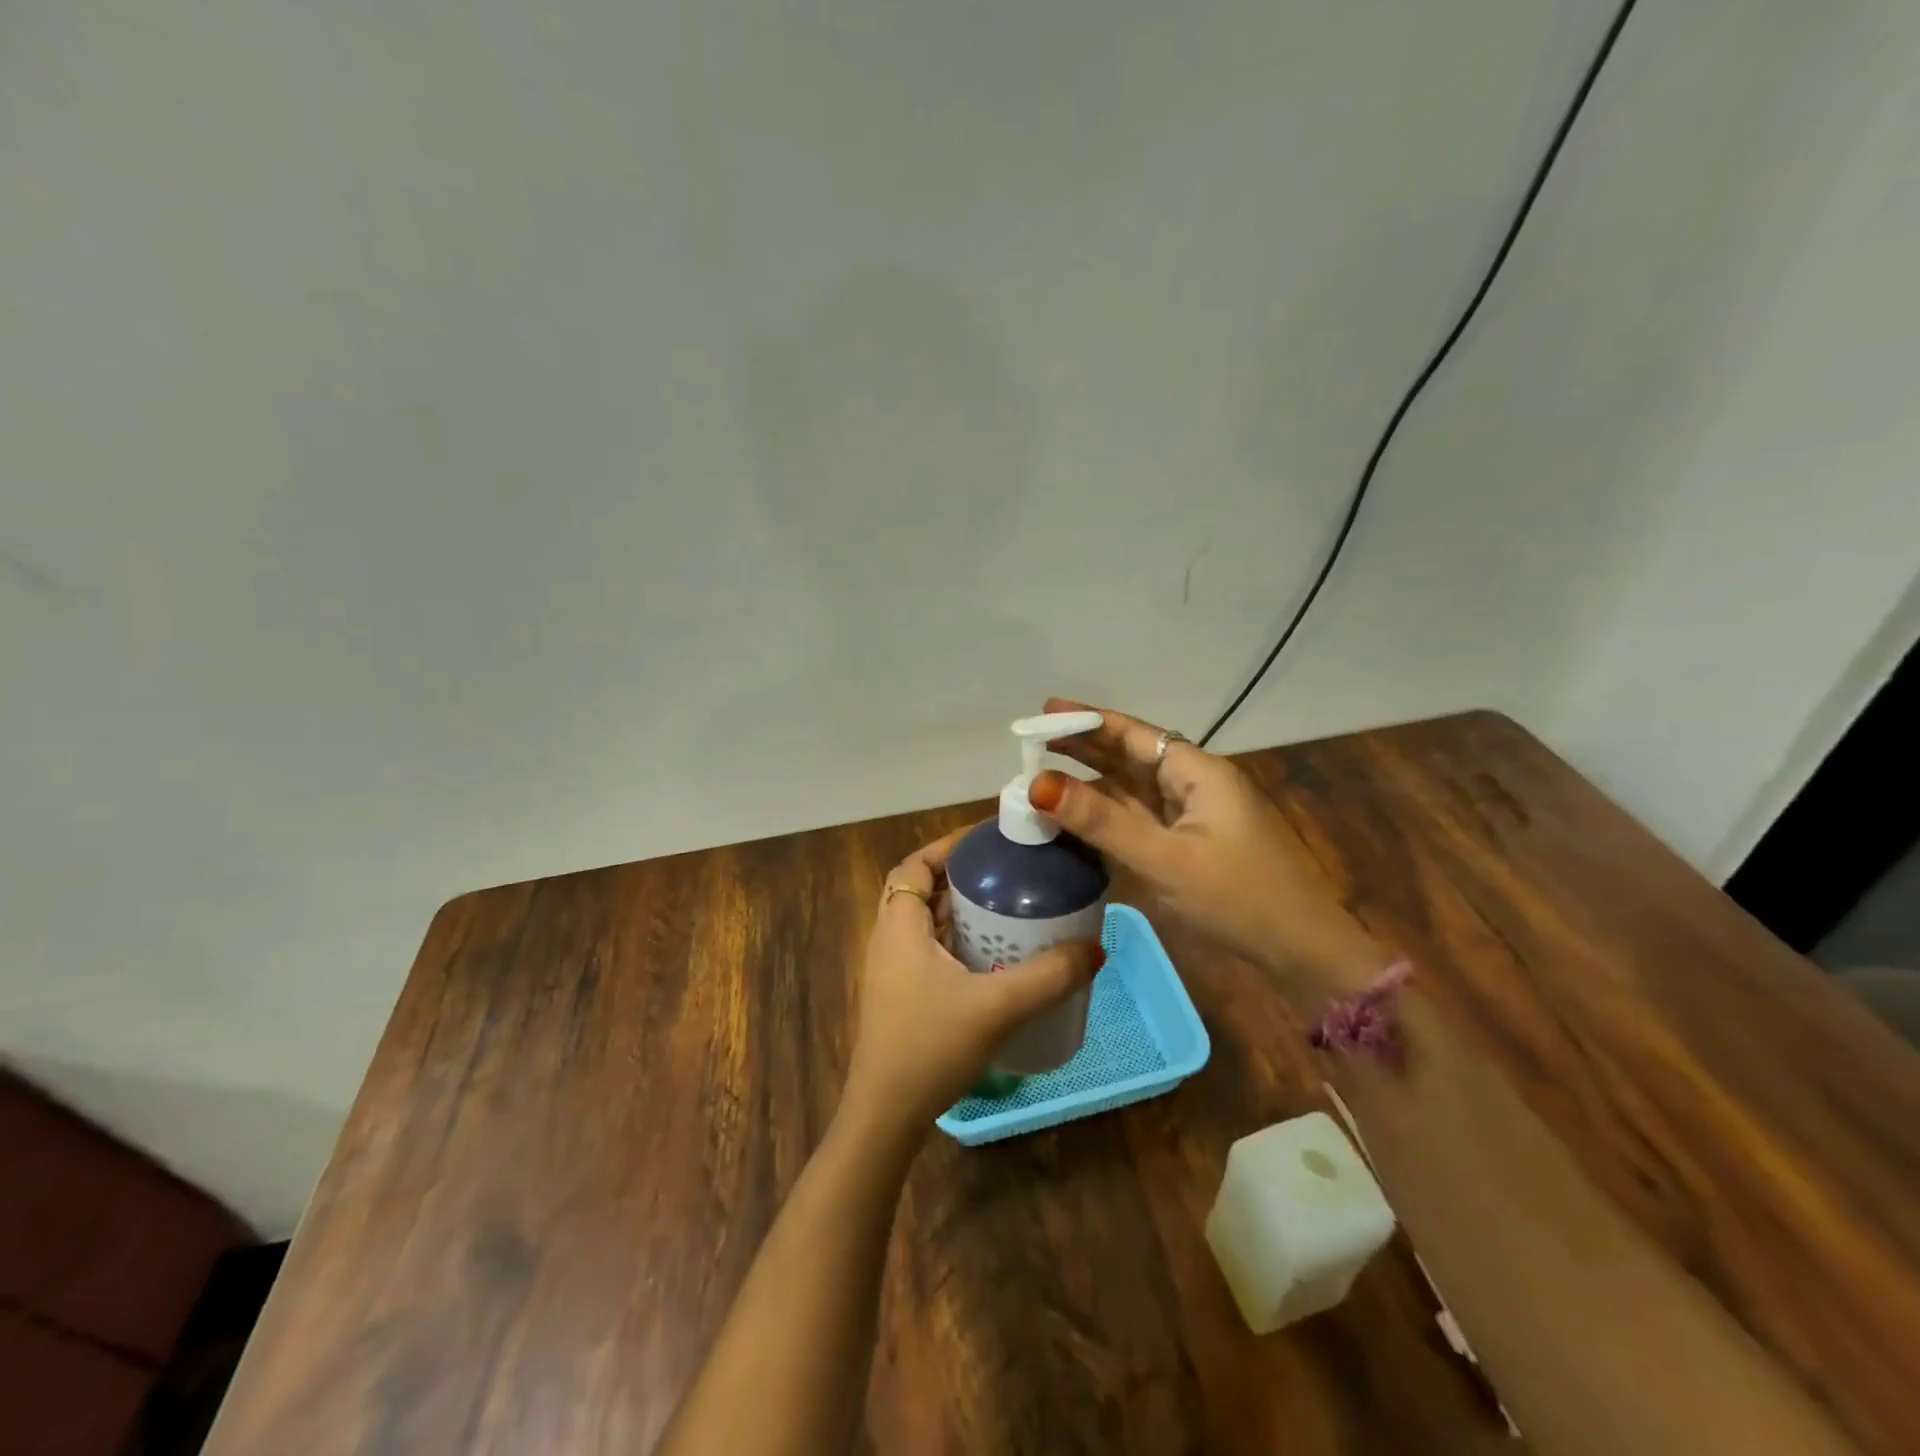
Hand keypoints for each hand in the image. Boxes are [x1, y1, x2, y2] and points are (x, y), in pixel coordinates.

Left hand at [841, 826, 1104, 1140]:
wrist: (886, 1116)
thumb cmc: (930, 1047)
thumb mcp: (996, 1007)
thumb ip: (1048, 976)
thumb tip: (1095, 949)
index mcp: (899, 926)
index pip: (915, 864)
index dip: (948, 846)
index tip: (990, 841)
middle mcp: (889, 939)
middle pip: (922, 889)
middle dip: (962, 876)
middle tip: (1009, 872)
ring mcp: (892, 970)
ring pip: (926, 921)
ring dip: (960, 909)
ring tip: (1009, 905)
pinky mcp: (901, 995)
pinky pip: (929, 949)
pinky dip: (957, 939)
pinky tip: (993, 955)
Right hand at [1029, 698, 1380, 995]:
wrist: (1302, 953)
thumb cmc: (1236, 897)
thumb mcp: (1162, 858)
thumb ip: (1100, 821)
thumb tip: (1038, 785)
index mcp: (1197, 772)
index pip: (1133, 733)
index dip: (1087, 720)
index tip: (1045, 710)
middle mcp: (1196, 784)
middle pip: (1132, 755)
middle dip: (1085, 746)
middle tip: (1033, 741)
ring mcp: (1195, 816)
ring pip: (1135, 787)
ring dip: (1094, 780)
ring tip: (1046, 772)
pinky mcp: (1193, 844)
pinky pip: (1143, 817)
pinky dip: (1110, 812)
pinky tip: (1082, 815)